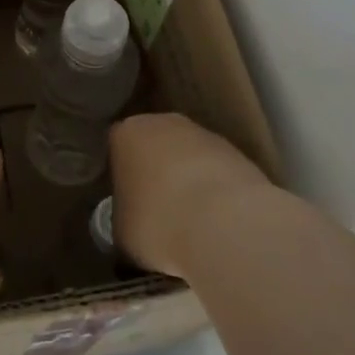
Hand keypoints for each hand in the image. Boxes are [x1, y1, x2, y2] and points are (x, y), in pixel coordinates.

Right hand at [109, 112, 269, 277]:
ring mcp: (204, 134)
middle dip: (156, 173)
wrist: (227, 224)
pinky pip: (216, 172)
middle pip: (154, 146)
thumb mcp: (121, 231)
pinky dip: (216, 192)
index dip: (120, 177)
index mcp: (125, 134)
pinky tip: (218, 222)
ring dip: (188, 182)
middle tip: (156, 211)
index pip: (116, 149)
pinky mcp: (239, 153)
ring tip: (191, 222)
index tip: (126, 203)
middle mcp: (163, 123)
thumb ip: (122, 216)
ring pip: (188, 157)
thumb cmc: (158, 223)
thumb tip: (131, 222)